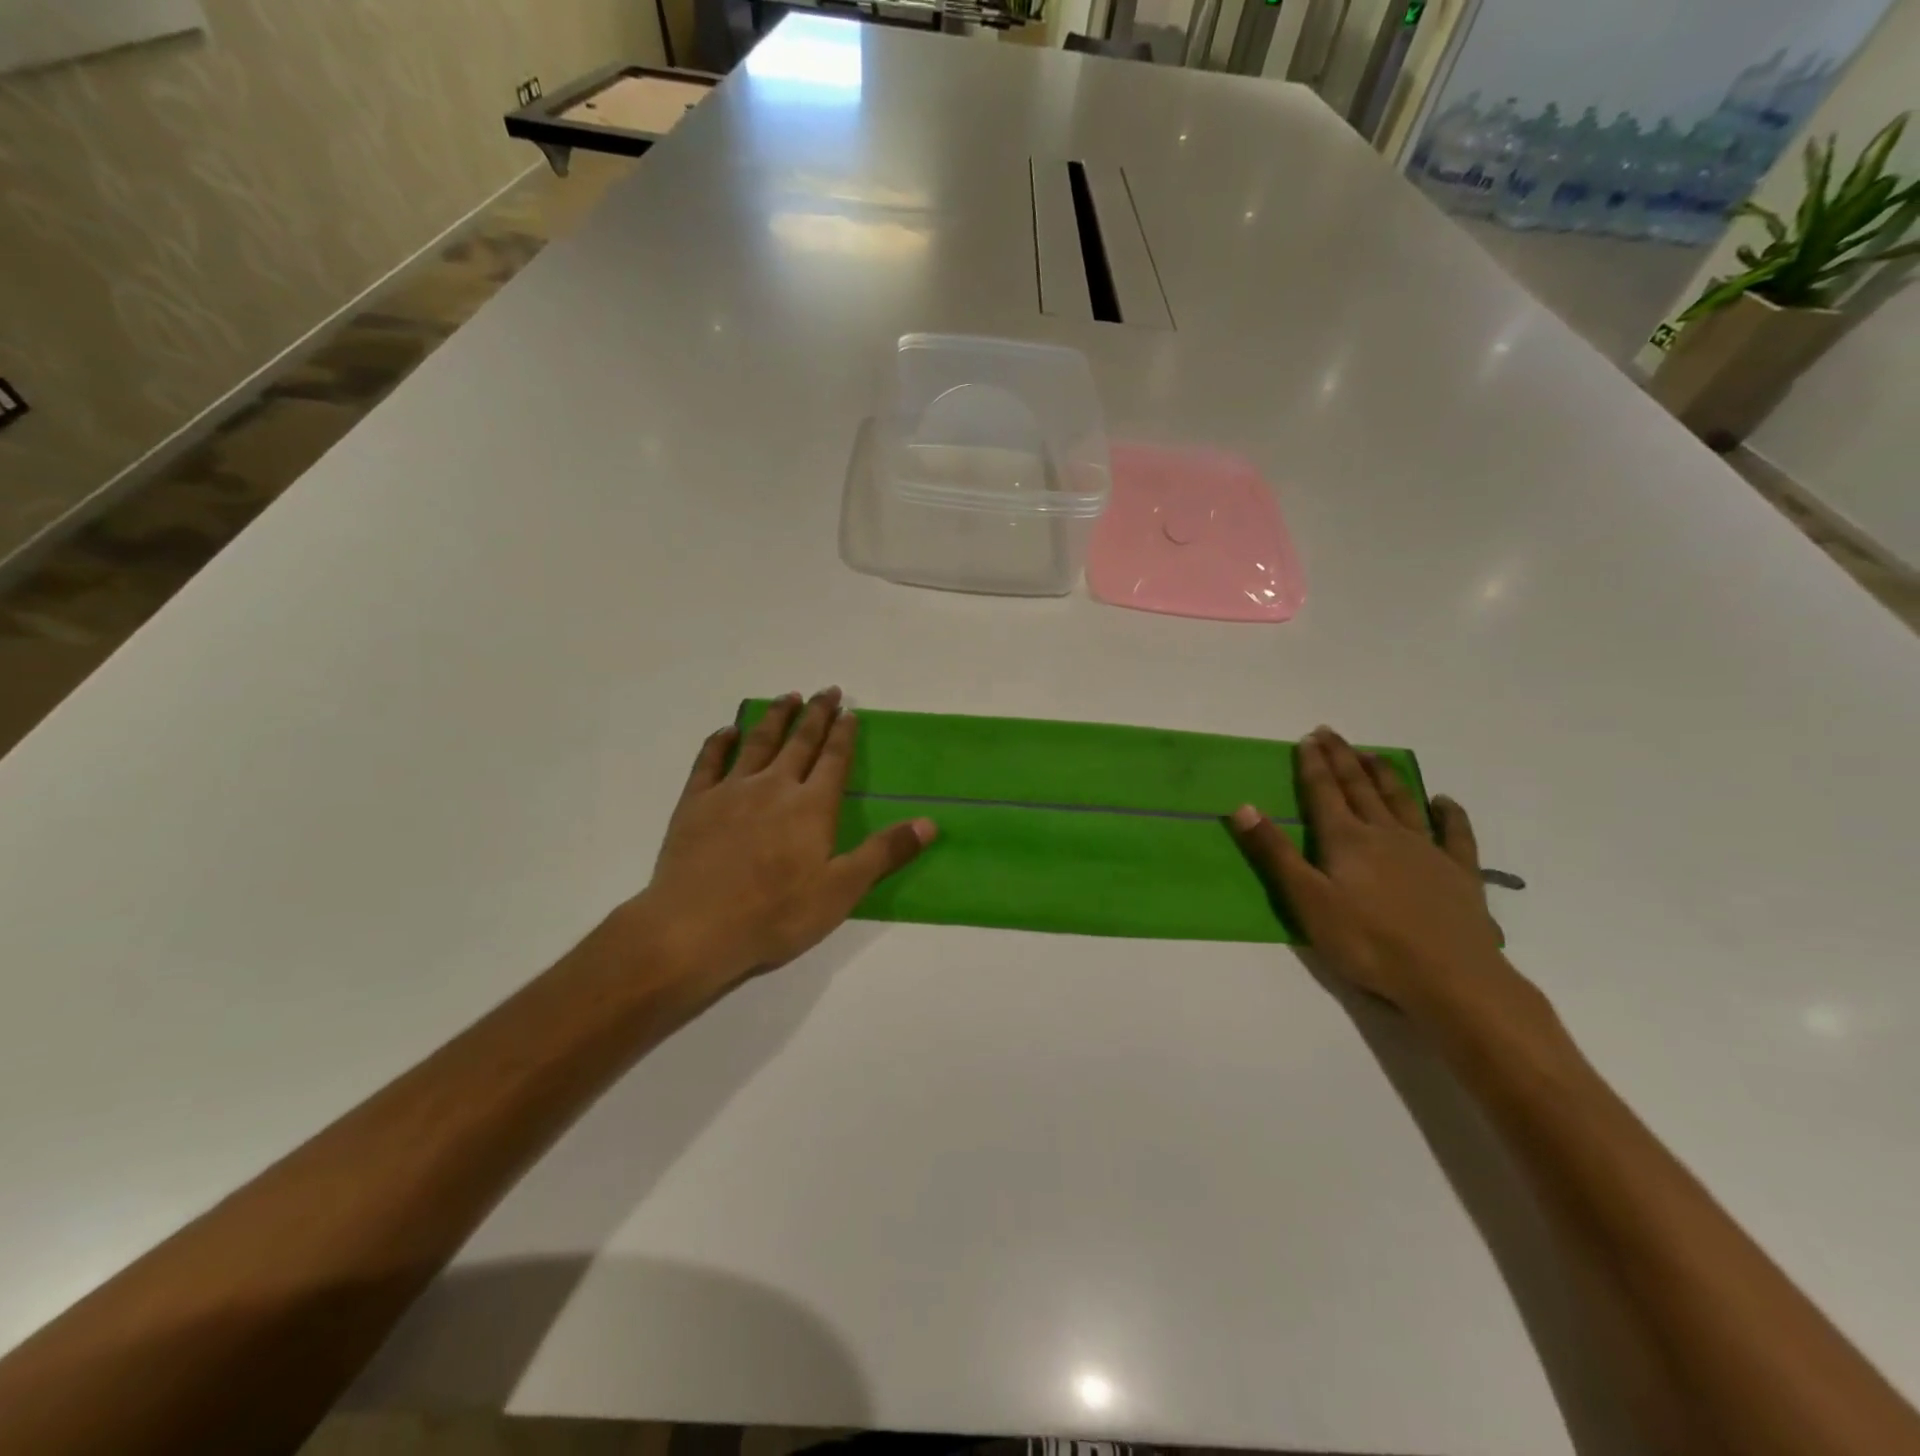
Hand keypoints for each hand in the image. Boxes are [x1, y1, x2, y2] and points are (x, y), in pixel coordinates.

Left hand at [621, 689, 934, 996]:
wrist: (695, 928)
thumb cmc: (776, 913)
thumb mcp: (842, 890)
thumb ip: (884, 852)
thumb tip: (929, 822)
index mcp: (812, 806)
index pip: (834, 760)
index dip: (843, 734)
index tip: (850, 710)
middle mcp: (774, 787)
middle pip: (800, 742)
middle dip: (816, 715)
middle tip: (826, 690)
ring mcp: (731, 791)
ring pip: (758, 743)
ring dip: (775, 718)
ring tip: (787, 697)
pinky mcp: (695, 803)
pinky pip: (709, 761)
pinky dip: (720, 742)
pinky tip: (728, 731)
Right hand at [1230, 726, 1533, 1026]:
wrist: (1450, 978)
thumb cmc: (1368, 943)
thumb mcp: (1307, 901)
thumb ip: (1276, 853)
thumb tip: (1242, 807)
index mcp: (1346, 839)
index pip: (1323, 792)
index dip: (1313, 764)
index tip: (1307, 738)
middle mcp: (1385, 834)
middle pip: (1360, 788)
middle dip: (1343, 759)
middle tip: (1331, 733)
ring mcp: (1427, 850)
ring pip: (1402, 801)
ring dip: (1384, 775)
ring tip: (1372, 754)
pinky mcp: (1459, 873)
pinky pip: (1455, 834)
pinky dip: (1448, 814)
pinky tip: (1443, 801)